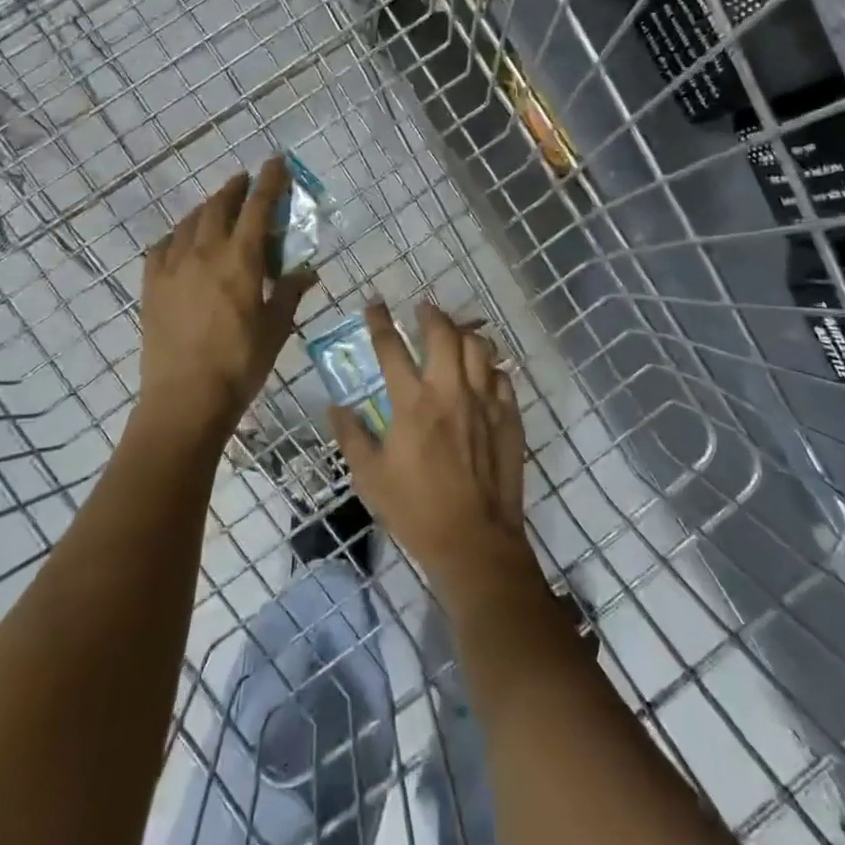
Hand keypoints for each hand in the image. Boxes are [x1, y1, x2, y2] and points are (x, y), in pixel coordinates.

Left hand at [137, 157, 315, 449]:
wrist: (185, 398)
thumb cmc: (240, 363)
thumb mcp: (276, 328)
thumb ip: (289, 292)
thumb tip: (308, 270)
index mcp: (240, 259)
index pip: (257, 207)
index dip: (269, 181)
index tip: (275, 162)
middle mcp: (204, 252)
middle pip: (219, 206)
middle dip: (235, 188)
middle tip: (246, 182)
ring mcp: (173, 267)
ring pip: (189, 222)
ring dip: (207, 208)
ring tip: (218, 208)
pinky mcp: (151, 285)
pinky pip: (162, 247)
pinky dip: (177, 236)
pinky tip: (181, 242)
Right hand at [328, 301, 538, 600]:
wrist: (474, 540)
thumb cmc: (415, 510)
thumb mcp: (370, 477)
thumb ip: (350, 436)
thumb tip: (335, 407)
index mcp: (412, 402)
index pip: (391, 347)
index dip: (379, 321)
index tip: (374, 304)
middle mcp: (450, 391)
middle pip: (443, 333)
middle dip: (430, 314)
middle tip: (422, 309)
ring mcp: (484, 401)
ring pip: (479, 347)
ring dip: (464, 333)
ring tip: (455, 333)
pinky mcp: (509, 416)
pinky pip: (501, 376)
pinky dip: (490, 366)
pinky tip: (483, 371)